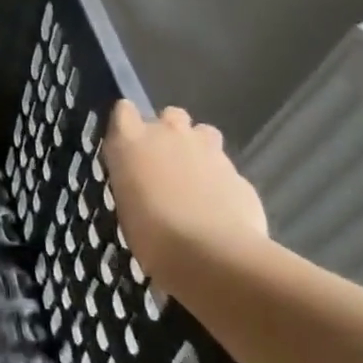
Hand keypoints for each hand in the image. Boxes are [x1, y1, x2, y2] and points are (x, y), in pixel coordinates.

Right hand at [102, 101, 267, 272]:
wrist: (209, 252)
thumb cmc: (149, 232)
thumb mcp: (124, 202)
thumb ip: (134, 177)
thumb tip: (143, 178)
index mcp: (131, 141)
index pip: (123, 110)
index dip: (126, 124)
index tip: (126, 144)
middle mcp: (169, 134)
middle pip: (170, 114)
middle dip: (168, 132)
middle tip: (163, 163)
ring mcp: (208, 150)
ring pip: (203, 133)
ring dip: (197, 148)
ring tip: (192, 179)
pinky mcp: (238, 172)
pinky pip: (225, 167)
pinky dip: (219, 180)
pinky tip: (216, 206)